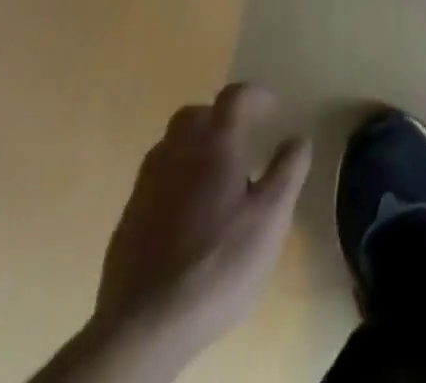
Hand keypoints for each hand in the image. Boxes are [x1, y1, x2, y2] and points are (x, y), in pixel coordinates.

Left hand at [85, 83, 311, 373]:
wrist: (144, 329)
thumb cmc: (218, 264)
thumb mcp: (271, 218)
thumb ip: (288, 171)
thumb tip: (298, 138)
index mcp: (214, 144)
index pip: (235, 96)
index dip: (257, 96)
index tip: (274, 110)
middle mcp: (176, 154)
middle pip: (194, 115)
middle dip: (218, 117)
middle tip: (241, 140)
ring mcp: (145, 188)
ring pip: (169, 147)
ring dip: (193, 149)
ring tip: (215, 178)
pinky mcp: (126, 222)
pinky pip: (154, 183)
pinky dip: (174, 183)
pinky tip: (187, 217)